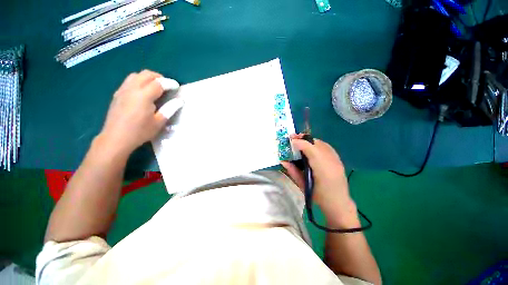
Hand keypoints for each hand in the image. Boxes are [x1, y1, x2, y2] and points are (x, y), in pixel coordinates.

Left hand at [99, 70, 174, 155]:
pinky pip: (129, 81)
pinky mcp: (117, 94)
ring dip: (148, 77)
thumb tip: (180, 100)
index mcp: (143, 96)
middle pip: (146, 74)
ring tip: (156, 86)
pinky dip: (139, 81)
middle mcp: (132, 89)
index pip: (159, 83)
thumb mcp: (159, 122)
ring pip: (136, 75)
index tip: (177, 86)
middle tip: (167, 85)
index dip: (170, 83)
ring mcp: (122, 90)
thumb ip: (170, 109)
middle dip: (159, 77)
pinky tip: (143, 91)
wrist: (116, 139)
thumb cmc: (140, 132)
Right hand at [281, 134, 357, 225]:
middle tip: (293, 138)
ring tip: (300, 142)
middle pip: (316, 143)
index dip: (300, 142)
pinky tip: (311, 148)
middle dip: (304, 139)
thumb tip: (283, 161)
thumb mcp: (302, 185)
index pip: (310, 149)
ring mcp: (336, 160)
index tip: (290, 140)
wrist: (339, 204)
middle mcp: (331, 161)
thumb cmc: (318, 197)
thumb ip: (293, 171)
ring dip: (310, 141)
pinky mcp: (338, 160)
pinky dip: (317, 144)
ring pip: (322, 143)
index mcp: (322, 169)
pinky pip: (326, 147)